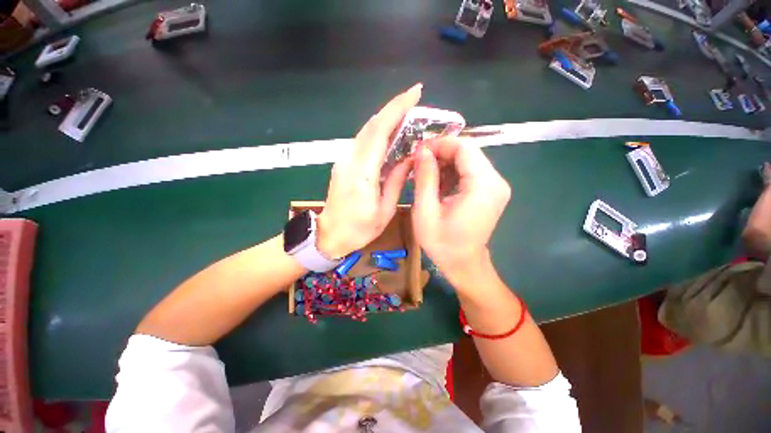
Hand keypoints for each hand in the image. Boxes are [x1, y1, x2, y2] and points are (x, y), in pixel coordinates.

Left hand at [317, 84, 421, 257]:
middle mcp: (350, 160)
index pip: (379, 131)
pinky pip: (363, 142)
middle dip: (393, 108)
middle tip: (414, 99)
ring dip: (386, 119)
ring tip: (407, 114)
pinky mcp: (343, 164)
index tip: (414, 93)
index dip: (396, 109)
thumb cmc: (359, 229)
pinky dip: (378, 132)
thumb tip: (409, 159)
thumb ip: (397, 181)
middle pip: (371, 125)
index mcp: (363, 173)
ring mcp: (344, 160)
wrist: (329, 235)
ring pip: (366, 131)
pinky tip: (390, 134)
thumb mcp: (385, 210)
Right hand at [412, 138, 510, 285]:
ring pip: (468, 160)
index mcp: (482, 186)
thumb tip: (422, 151)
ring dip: (444, 163)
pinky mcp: (491, 191)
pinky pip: (470, 172)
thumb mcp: (425, 211)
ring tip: (424, 174)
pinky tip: (437, 184)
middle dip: (440, 153)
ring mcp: (496, 186)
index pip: (464, 147)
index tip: (418, 151)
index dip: (439, 144)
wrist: (463, 264)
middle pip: (468, 152)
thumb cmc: (442, 243)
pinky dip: (452, 172)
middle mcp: (495, 181)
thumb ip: (425, 178)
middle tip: (417, 163)